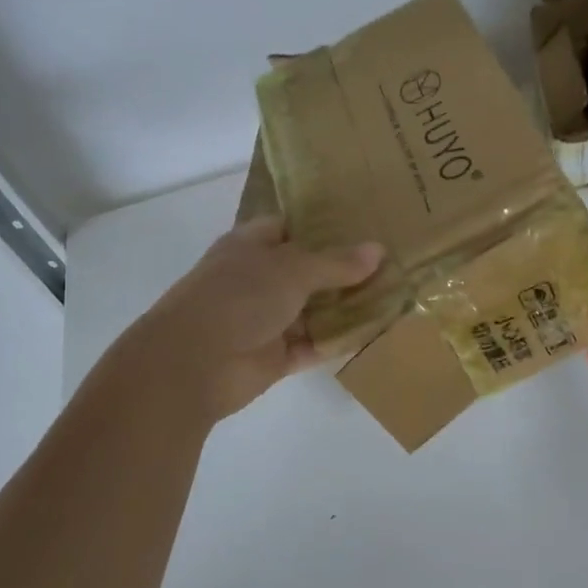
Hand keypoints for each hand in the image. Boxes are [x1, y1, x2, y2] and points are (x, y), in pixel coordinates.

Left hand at [130, 216, 383, 421]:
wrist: (193, 364)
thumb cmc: (238, 297)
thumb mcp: (292, 269)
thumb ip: (336, 263)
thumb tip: (378, 250)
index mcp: (251, 247)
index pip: (289, 227)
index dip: (322, 225)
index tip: (363, 224)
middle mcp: (258, 280)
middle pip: (307, 270)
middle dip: (344, 269)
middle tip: (392, 261)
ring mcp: (266, 319)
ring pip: (314, 310)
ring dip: (346, 307)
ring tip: (393, 296)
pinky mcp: (274, 356)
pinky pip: (314, 344)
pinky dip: (338, 340)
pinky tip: (373, 333)